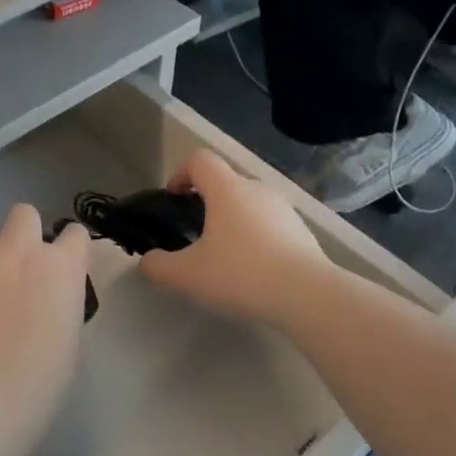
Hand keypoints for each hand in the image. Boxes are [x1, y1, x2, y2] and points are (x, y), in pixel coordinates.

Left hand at [0, 204, 90, 409]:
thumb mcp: (68, 337)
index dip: (66, 246)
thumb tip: (42, 303)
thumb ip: (57, 304)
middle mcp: (20, 248)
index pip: (74, 233)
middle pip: (23, 213)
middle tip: (10, 263)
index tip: (58, 263)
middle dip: (18, 232)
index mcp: (60, 266)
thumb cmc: (41, 379)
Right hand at [139, 150, 330, 328]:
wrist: (308, 295)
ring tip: (224, 256)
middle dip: (206, 201)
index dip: (181, 173)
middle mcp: (257, 189)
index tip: (174, 198)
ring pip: (249, 204)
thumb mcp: (188, 275)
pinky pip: (270, 224)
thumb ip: (158, 266)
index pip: (200, 160)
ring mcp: (284, 209)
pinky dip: (256, 238)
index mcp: (227, 189)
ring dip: (233, 221)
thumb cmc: (241, 274)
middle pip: (225, 182)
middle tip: (195, 234)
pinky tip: (253, 271)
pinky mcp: (302, 231)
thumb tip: (147, 261)